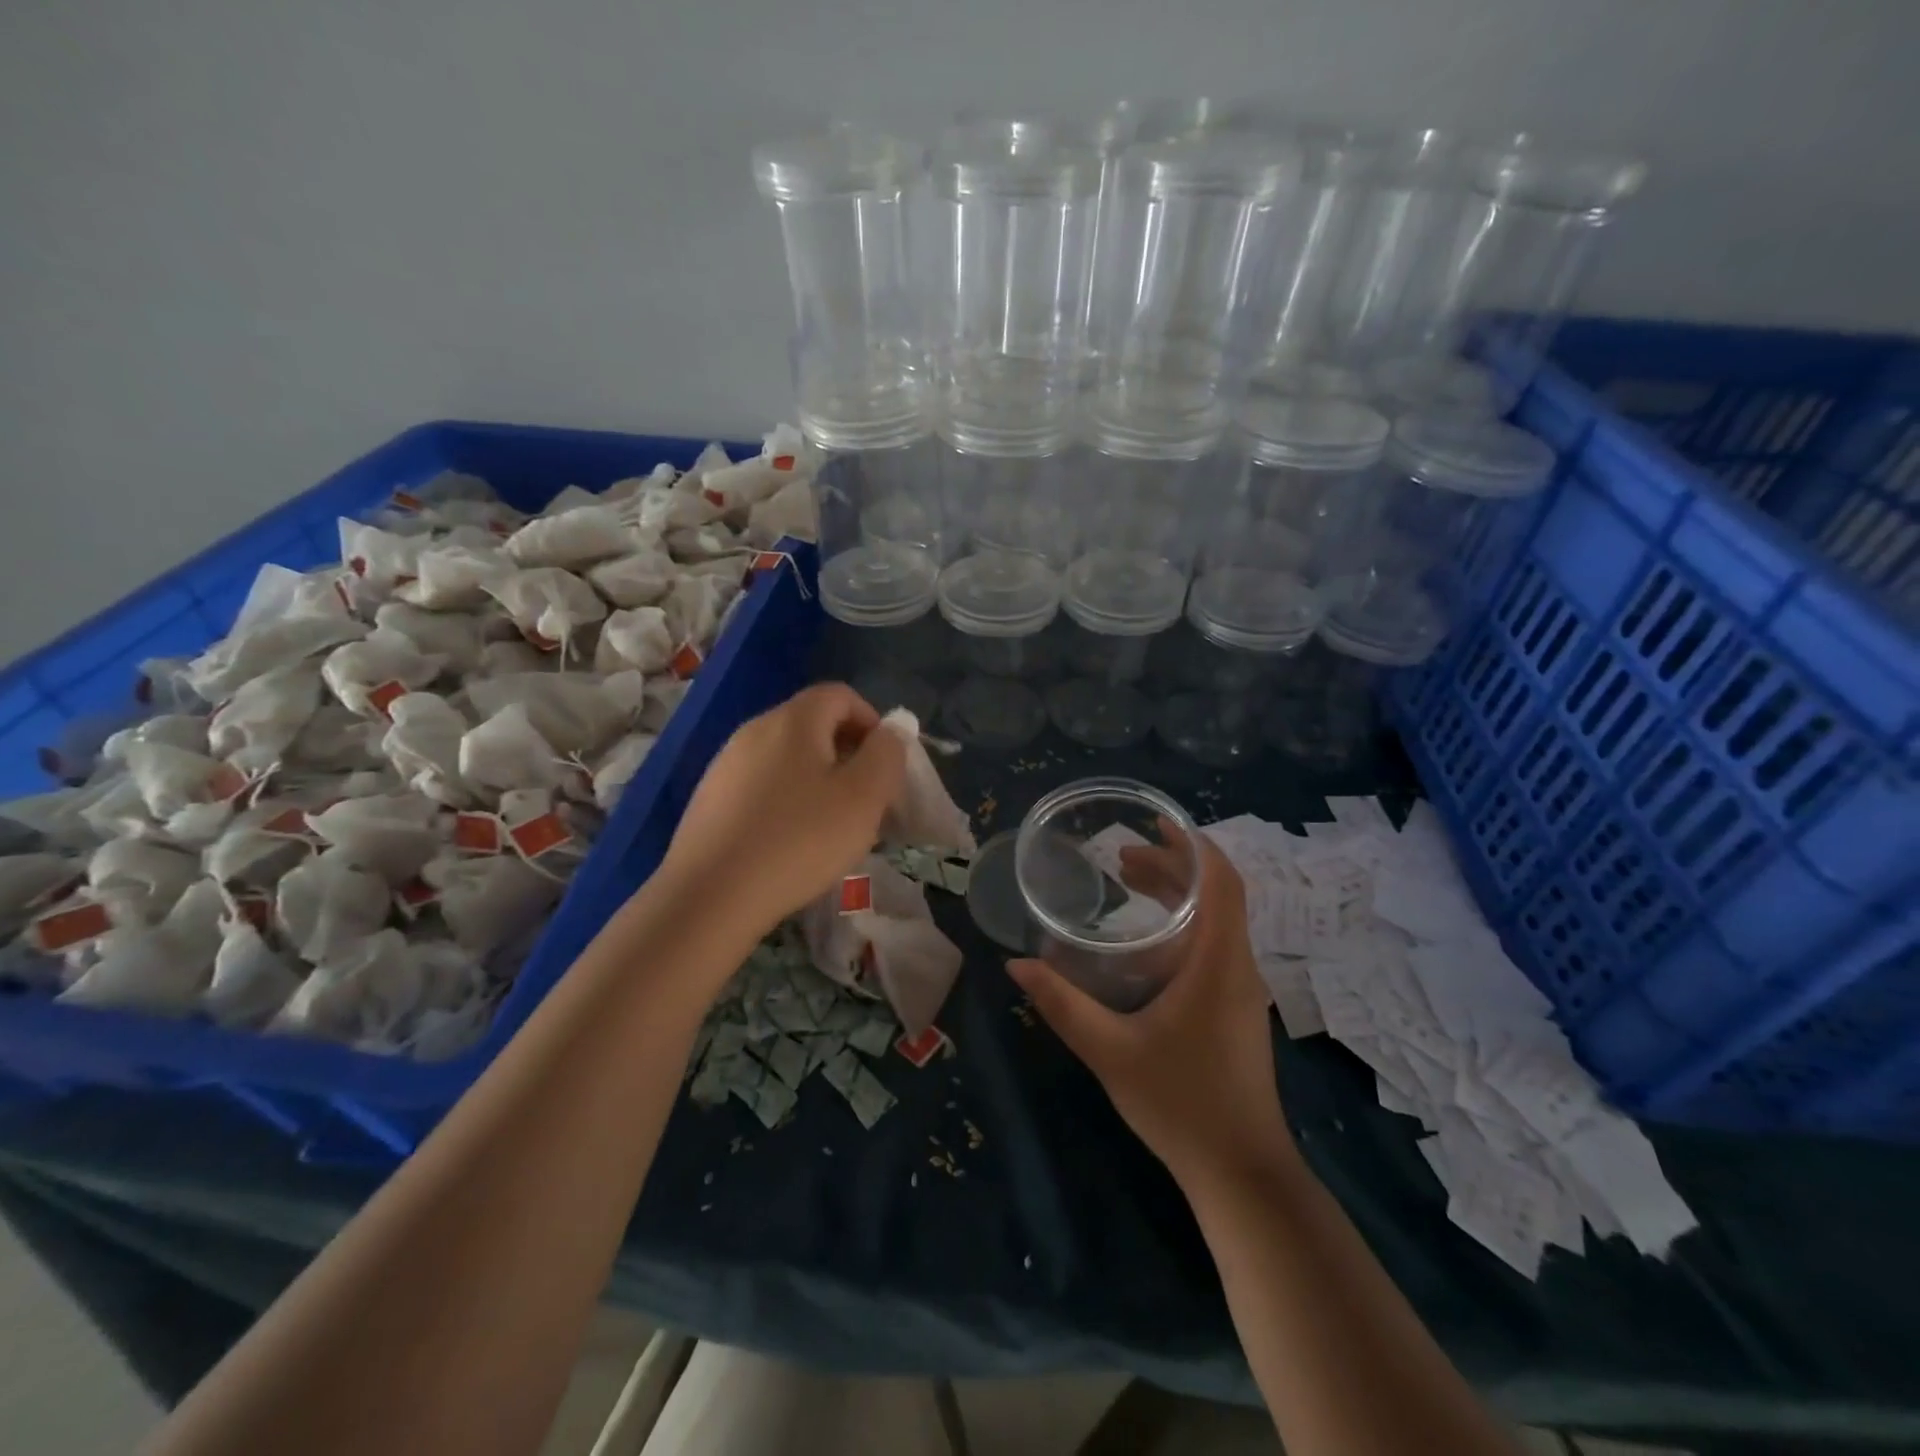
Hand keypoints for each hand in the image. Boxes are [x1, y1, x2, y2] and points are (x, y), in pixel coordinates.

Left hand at [658, 682, 906, 932]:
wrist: (710, 896)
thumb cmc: (800, 840)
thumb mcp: (864, 797)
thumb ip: (886, 754)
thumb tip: (889, 732)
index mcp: (794, 720)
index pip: (841, 695)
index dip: (871, 721)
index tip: (884, 765)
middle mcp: (755, 729)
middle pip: (812, 724)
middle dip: (847, 754)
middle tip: (865, 800)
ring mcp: (726, 764)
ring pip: (786, 757)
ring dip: (817, 780)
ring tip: (829, 826)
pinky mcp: (709, 798)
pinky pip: (761, 785)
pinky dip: (785, 800)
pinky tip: (789, 842)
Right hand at [1009, 826, 1295, 1191]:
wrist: (1241, 1172)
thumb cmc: (1180, 1103)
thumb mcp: (1109, 1050)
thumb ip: (1062, 1004)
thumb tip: (1017, 965)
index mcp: (1218, 963)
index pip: (1223, 882)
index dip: (1193, 845)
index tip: (1156, 822)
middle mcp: (1238, 966)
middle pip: (1217, 894)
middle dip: (1172, 865)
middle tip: (1122, 855)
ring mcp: (1242, 990)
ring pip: (1216, 920)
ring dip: (1178, 894)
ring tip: (1129, 883)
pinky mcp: (1237, 1009)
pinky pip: (1214, 945)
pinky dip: (1183, 924)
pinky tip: (1146, 943)